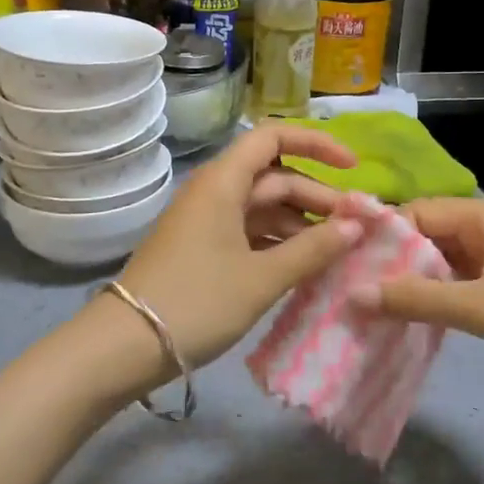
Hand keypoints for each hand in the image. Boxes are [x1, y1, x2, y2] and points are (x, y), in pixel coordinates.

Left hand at [105, 124, 363, 377]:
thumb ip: (312, 250)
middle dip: (317, 197)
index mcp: (224, 182)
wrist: (125, 346)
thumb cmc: (197, 301)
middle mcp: (215, 191)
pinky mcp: (204, 248)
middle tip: (358, 227)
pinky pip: (250, 232)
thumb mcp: (261, 278)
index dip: (316, 144)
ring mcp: (208, 221)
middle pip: (275, 177)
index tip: (352, 169)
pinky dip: (280, 243)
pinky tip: (306, 266)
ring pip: (265, 208)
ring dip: (301, 224)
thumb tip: (357, 226)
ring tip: (340, 251)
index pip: (273, 137)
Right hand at [355, 196, 483, 399]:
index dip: (380, 239)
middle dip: (395, 263)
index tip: (346, 269)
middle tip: (356, 295)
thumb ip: (416, 300)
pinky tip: (420, 319)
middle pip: (430, 234)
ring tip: (378, 310)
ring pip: (448, 259)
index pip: (415, 213)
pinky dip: (445, 295)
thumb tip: (353, 295)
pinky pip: (468, 278)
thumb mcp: (480, 308)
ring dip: (419, 282)